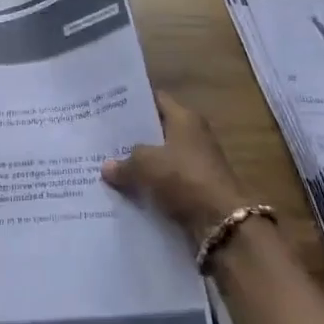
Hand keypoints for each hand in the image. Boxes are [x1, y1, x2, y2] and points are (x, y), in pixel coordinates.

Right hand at [103, 92, 249, 242]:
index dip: (132, 103)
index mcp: (185, 118)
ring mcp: (196, 163)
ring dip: (139, 164)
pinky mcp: (196, 189)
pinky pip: (166, 182)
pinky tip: (125, 191)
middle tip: (102, 138)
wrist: (222, 223)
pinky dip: (149, 186)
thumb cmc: (184, 178)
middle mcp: (193, 135)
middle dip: (131, 136)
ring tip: (107, 166)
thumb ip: (124, 162)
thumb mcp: (145, 165)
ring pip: (159, 159)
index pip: (155, 100)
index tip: (108, 107)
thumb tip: (107, 166)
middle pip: (156, 130)